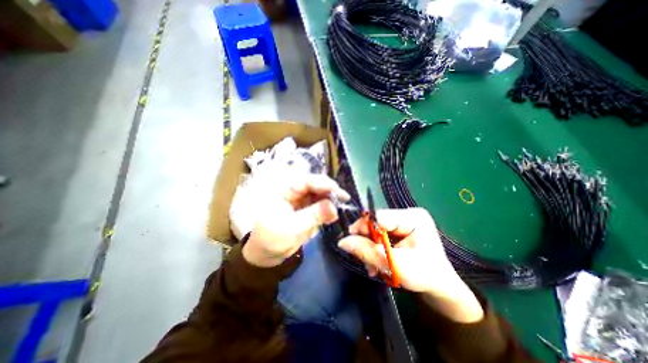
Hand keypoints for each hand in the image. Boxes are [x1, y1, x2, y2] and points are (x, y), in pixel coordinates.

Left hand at [241, 174, 348, 268]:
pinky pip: (320, 205)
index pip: (306, 181)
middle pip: (315, 185)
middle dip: (330, 191)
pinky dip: (328, 209)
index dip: (323, 184)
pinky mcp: (307, 209)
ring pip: (319, 194)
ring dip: (331, 200)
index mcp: (284, 191)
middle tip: (344, 199)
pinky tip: (333, 215)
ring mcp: (301, 200)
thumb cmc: (272, 240)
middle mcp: (294, 192)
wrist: (266, 254)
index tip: (339, 191)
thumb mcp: (292, 228)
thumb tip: (334, 207)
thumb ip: (314, 216)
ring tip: (341, 206)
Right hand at [340, 209, 480, 320]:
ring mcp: (403, 222)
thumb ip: (368, 252)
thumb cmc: (425, 277)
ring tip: (373, 267)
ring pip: (375, 231)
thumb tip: (342, 241)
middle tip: (365, 261)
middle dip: (367, 243)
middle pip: (376, 224)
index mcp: (413, 217)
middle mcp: (407, 215)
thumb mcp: (396, 266)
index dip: (363, 228)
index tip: (351, 242)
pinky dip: (375, 249)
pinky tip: (377, 263)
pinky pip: (379, 236)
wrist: (439, 288)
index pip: (380, 216)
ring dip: (370, 249)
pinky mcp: (399, 230)